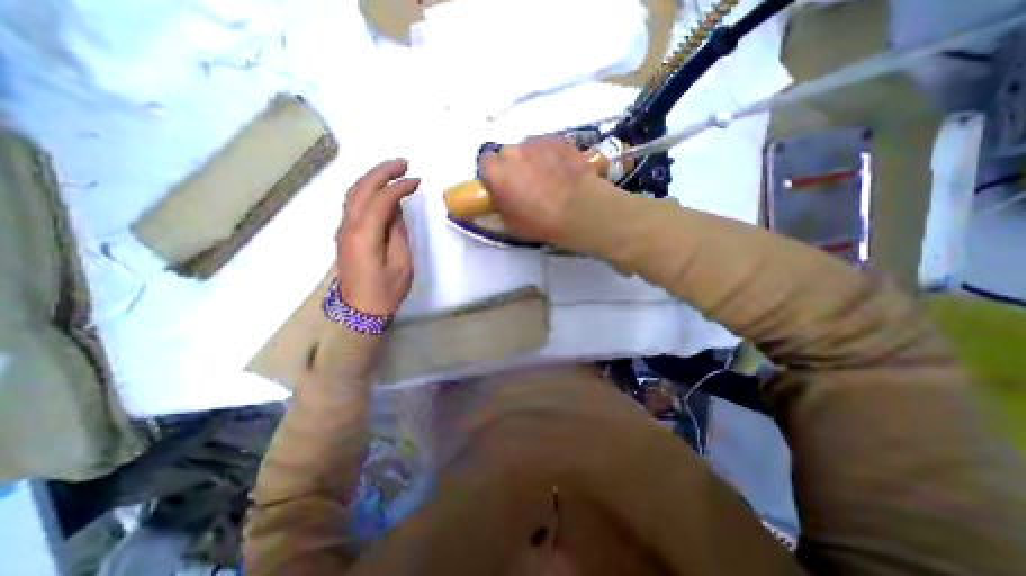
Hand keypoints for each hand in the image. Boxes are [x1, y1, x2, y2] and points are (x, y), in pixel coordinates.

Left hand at [334, 159, 417, 315]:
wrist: (359, 311)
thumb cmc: (385, 291)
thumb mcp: (401, 265)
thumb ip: (398, 234)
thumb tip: (396, 212)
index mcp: (364, 235)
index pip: (380, 200)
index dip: (398, 187)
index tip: (417, 181)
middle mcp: (348, 227)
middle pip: (361, 189)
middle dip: (381, 172)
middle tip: (404, 163)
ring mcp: (343, 230)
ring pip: (353, 194)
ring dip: (372, 178)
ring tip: (393, 171)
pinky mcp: (345, 235)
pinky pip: (353, 204)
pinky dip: (367, 191)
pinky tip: (380, 190)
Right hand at [482, 136, 607, 243]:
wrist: (579, 209)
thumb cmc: (541, 222)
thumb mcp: (510, 223)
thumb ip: (501, 204)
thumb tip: (503, 197)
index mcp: (495, 172)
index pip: (485, 164)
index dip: (494, 175)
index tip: (503, 187)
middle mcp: (512, 151)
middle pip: (508, 154)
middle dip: (514, 167)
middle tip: (527, 185)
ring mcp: (536, 142)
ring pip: (528, 149)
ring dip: (533, 160)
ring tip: (549, 178)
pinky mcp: (558, 139)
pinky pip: (548, 145)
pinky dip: (551, 155)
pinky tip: (562, 171)